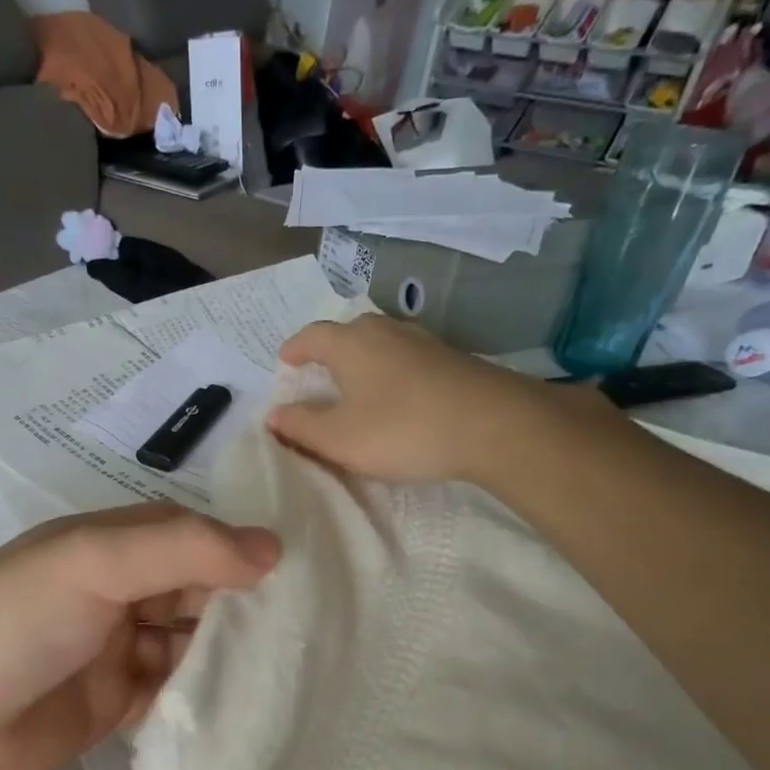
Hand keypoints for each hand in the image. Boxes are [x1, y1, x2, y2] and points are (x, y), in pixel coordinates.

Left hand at [0, 505, 278, 769]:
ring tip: (293, 664)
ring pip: (187, 643)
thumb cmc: (13, 621)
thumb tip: (272, 546)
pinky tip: (248, 703)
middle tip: (307, 624)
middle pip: (190, 590)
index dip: (233, 548)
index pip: (184, 535)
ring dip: (226, 652)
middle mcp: (113, 592)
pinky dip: (202, 695)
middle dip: (238, 604)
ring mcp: (113, 651)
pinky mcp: (113, 706)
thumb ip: (182, 550)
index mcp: (105, 546)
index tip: (297, 570)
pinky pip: (171, 693)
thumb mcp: (94, 563)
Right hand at [267, 314, 614, 485]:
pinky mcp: (453, 359)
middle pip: (349, 332)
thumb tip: (275, 415)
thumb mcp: (339, 438)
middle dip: (330, 350)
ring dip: (363, 360)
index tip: (285, 362)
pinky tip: (398, 395)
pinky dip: (392, 372)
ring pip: (382, 343)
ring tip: (357, 385)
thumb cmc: (402, 429)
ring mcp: (424, 342)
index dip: (295, 349)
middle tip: (319, 374)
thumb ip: (301, 426)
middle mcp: (385, 331)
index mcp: (350, 344)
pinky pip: (408, 358)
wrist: (494, 425)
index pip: (312, 336)